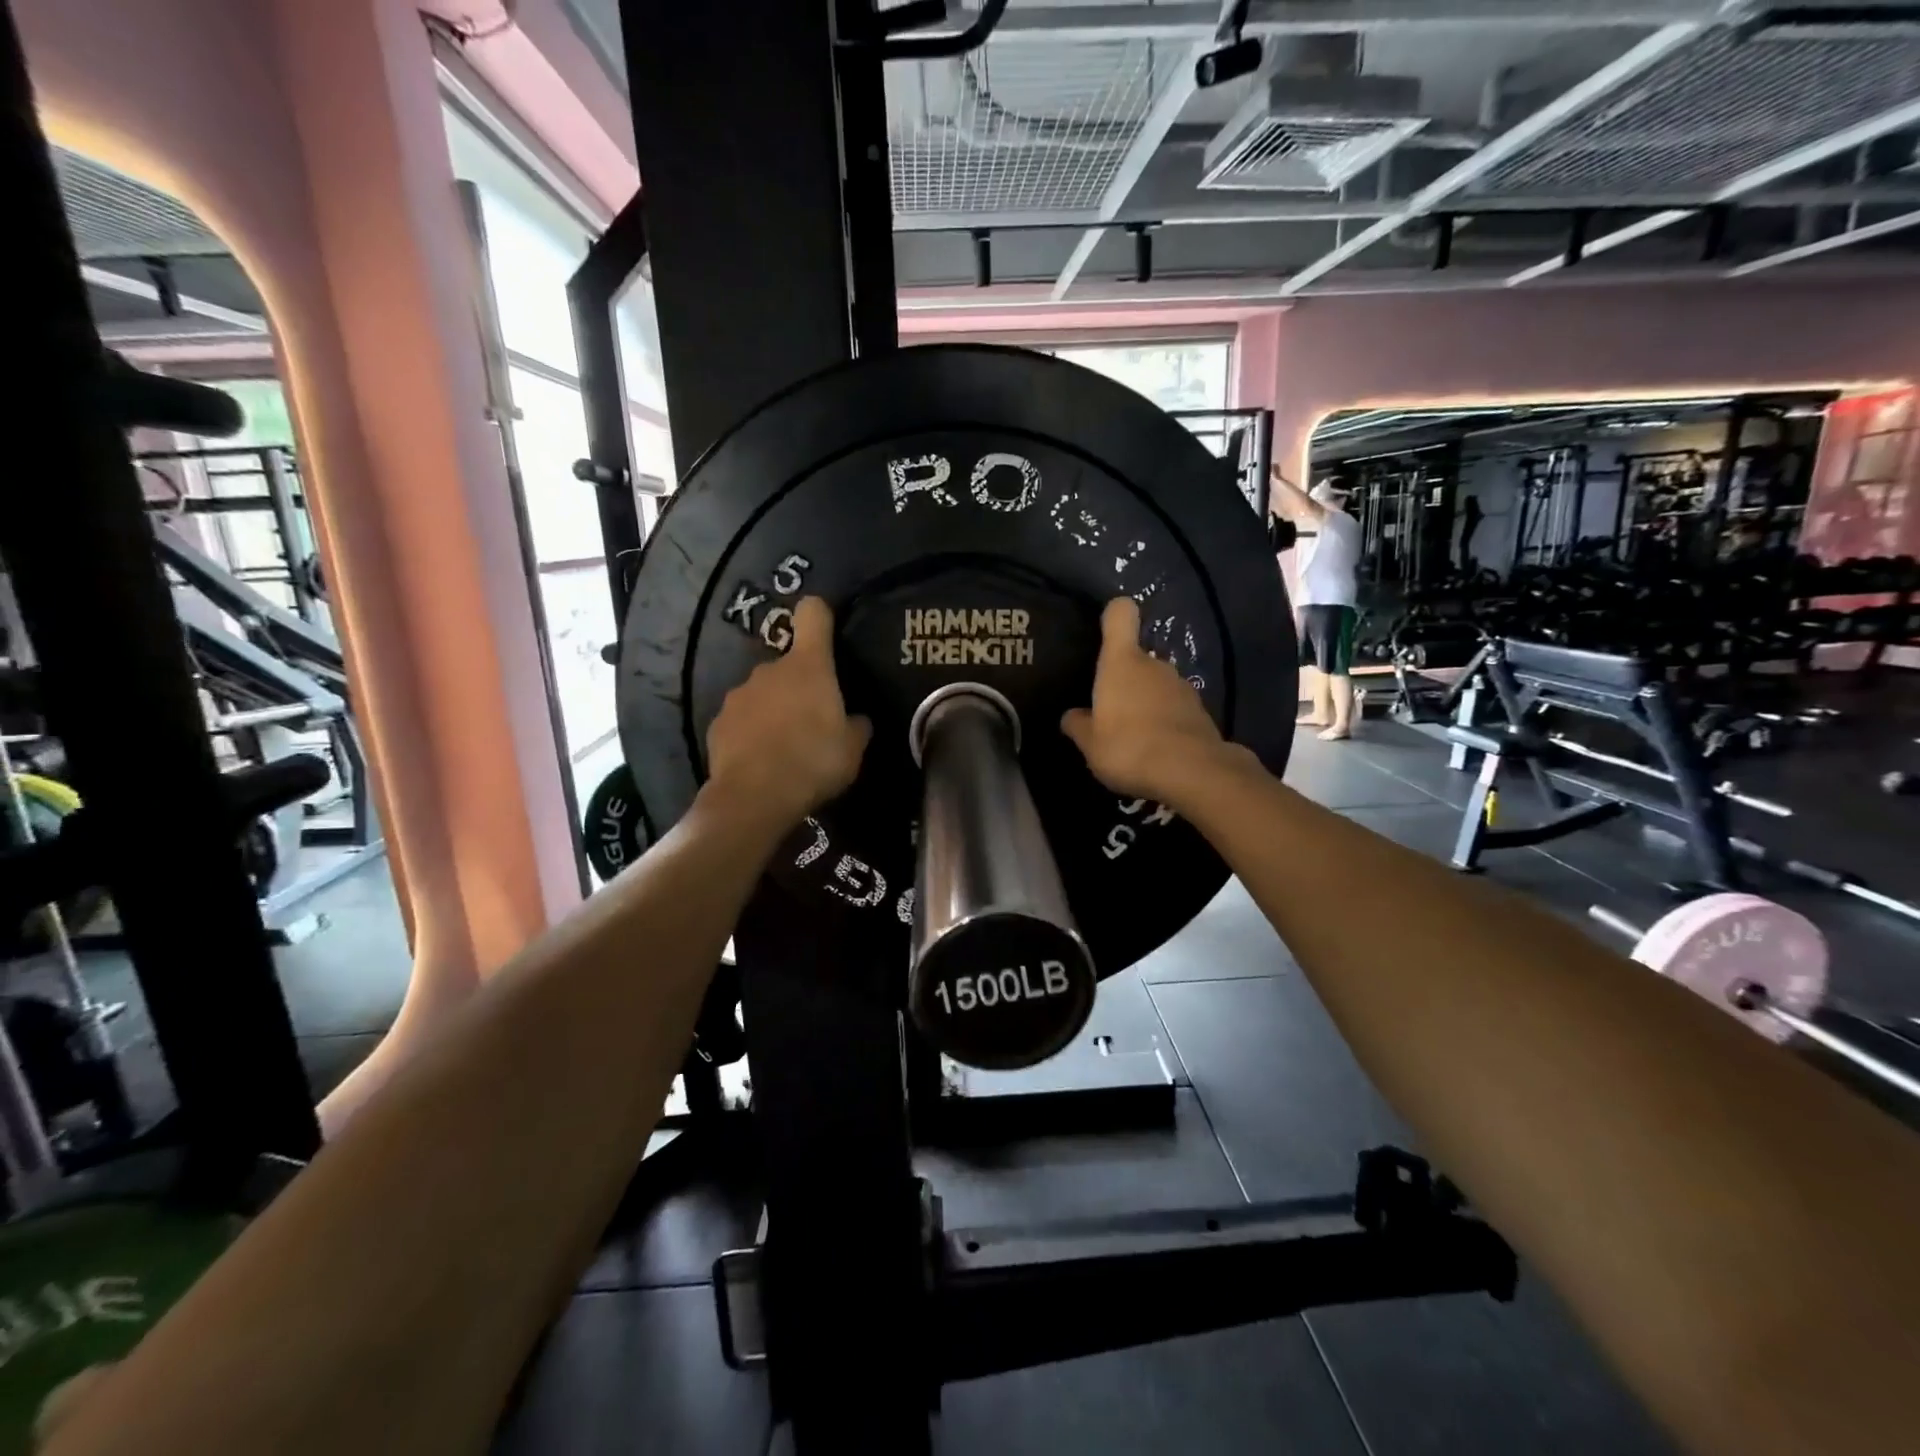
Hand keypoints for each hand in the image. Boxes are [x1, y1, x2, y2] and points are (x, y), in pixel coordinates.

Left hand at [705, 597, 871, 828]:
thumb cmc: (814, 762)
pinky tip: (760, 760)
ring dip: (774, 710)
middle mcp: (769, 670)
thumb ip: (855, 726)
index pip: (813, 615)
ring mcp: (739, 695)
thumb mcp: (853, 749)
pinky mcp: (718, 723)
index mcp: (808, 666)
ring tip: (785, 746)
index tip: (826, 628)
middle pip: (789, 664)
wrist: (754, 797)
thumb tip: (854, 719)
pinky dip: (751, 732)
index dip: (820, 616)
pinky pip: (742, 720)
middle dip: (800, 686)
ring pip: (763, 693)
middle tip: (814, 721)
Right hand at [1061, 598, 1233, 805]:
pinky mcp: (1200, 711)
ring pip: (1156, 685)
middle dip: (1124, 679)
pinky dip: (1165, 722)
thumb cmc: (1128, 747)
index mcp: (1122, 663)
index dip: (1112, 616)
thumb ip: (1078, 725)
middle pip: (1136, 658)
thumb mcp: (1090, 743)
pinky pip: (1174, 708)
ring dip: (1145, 702)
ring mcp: (1181, 687)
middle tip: (1108, 711)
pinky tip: (1156, 749)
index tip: (1104, 629)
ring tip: (1133, 736)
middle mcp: (1154, 665)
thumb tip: (1071, 716)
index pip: (1120, 615)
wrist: (1191, 771)